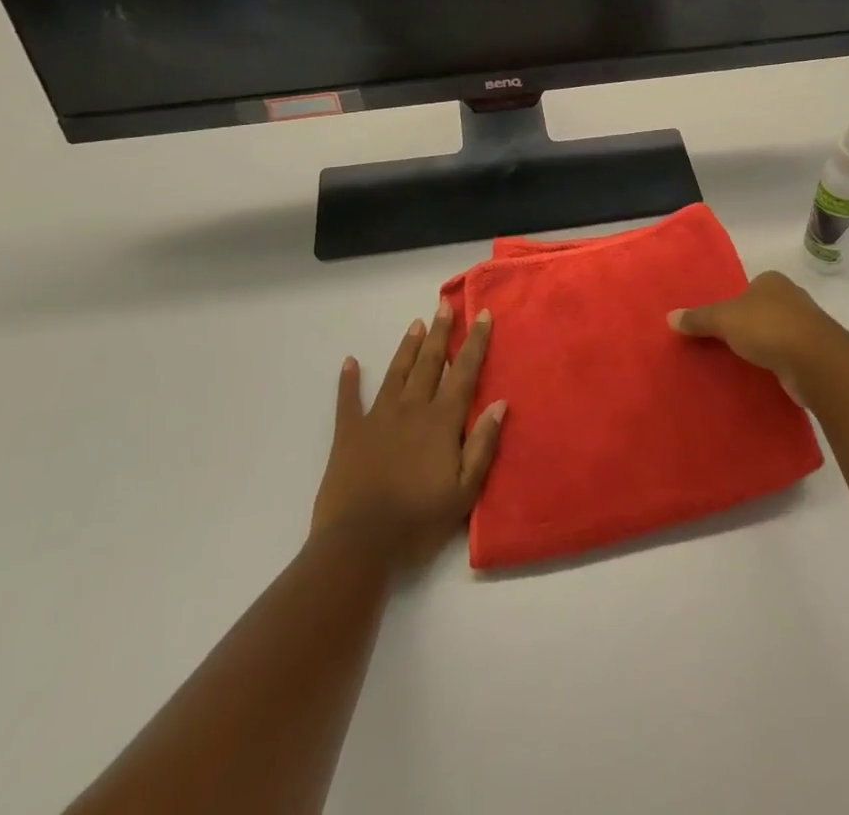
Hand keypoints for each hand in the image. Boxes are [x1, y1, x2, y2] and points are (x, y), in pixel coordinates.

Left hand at [310, 301, 506, 571]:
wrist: (359, 543)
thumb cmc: (417, 520)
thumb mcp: (464, 491)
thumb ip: (482, 445)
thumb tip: (500, 403)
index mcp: (441, 421)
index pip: (464, 372)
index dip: (475, 343)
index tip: (483, 315)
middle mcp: (411, 409)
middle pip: (429, 363)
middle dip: (440, 333)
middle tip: (444, 305)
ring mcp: (377, 418)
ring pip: (396, 373)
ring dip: (407, 347)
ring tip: (416, 324)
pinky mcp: (349, 433)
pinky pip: (348, 400)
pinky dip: (349, 380)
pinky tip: (350, 362)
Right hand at [669, 270, 848, 406]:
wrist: (815, 361)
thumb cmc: (768, 326)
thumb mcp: (724, 319)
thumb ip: (698, 318)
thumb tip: (669, 317)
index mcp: (772, 281)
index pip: (747, 288)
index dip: (732, 303)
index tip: (717, 323)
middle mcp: (791, 299)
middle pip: (761, 310)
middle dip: (746, 326)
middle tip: (721, 344)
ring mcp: (805, 327)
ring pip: (775, 334)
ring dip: (762, 347)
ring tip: (737, 363)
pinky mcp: (813, 355)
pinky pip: (785, 357)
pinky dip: (774, 365)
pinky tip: (759, 377)